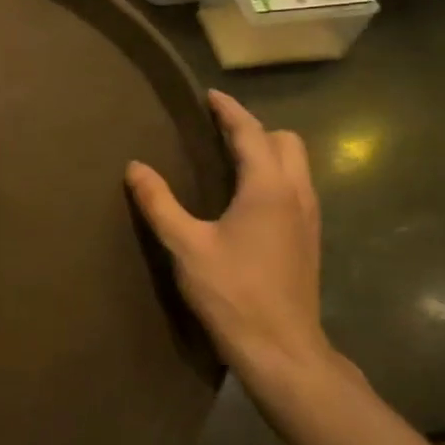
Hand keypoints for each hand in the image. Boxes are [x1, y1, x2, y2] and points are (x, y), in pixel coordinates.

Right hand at [126, 91, 337, 394]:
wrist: (281, 349)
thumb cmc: (232, 292)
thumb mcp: (186, 245)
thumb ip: (159, 202)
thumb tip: (135, 167)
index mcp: (268, 188)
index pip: (251, 133)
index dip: (230, 111)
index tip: (210, 95)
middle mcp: (296, 194)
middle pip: (287, 141)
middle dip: (255, 129)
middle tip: (219, 132)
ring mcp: (309, 218)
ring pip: (297, 165)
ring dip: (269, 152)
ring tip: (232, 159)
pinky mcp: (309, 240)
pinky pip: (297, 188)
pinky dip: (276, 176)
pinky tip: (248, 199)